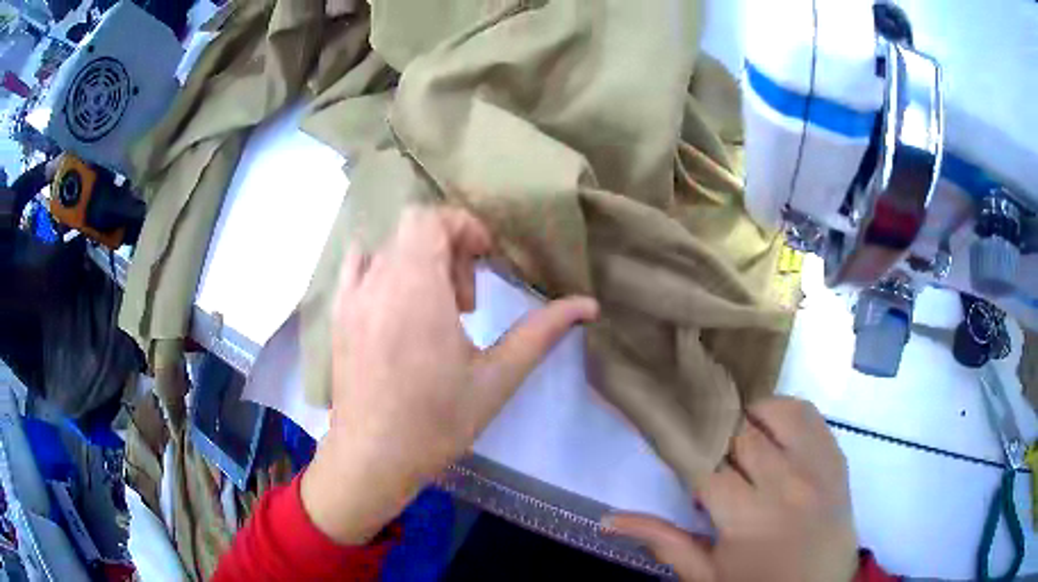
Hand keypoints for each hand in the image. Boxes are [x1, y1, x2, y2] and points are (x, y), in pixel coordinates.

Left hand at [302, 207, 598, 543]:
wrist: (373, 457)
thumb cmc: (438, 422)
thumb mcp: (497, 377)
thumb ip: (542, 332)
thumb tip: (588, 304)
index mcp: (417, 289)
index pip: (430, 218)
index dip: (464, 228)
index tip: (486, 262)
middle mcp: (378, 281)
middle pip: (413, 230)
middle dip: (448, 249)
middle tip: (467, 302)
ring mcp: (351, 297)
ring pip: (389, 248)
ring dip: (420, 263)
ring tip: (435, 311)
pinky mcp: (338, 315)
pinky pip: (357, 267)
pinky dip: (384, 270)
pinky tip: (398, 308)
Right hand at [607, 397, 857, 581]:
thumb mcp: (706, 575)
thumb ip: (663, 542)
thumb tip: (610, 519)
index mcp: (746, 517)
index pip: (703, 462)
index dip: (686, 453)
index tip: (677, 451)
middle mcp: (784, 482)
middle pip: (737, 431)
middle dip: (714, 436)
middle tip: (707, 451)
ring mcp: (815, 464)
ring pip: (773, 409)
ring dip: (749, 418)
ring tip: (739, 442)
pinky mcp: (836, 455)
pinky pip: (807, 413)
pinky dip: (783, 413)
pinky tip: (772, 435)